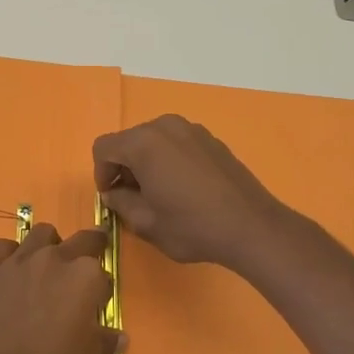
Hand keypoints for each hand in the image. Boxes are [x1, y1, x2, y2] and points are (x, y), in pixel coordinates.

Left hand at [0, 224, 122, 353]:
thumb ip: (103, 342)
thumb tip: (119, 337)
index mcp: (84, 278)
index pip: (102, 273)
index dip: (100, 290)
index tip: (95, 305)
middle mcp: (53, 259)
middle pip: (79, 240)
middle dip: (87, 249)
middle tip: (84, 266)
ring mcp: (17, 261)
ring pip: (40, 234)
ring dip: (49, 245)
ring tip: (45, 268)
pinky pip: (3, 247)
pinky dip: (11, 254)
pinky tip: (10, 273)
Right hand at [92, 115, 290, 270]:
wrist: (252, 227)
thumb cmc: (192, 226)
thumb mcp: (145, 223)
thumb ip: (120, 202)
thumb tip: (113, 193)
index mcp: (143, 143)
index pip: (104, 147)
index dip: (101, 173)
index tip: (112, 197)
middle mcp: (165, 126)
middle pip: (129, 141)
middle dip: (124, 167)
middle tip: (133, 198)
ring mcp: (192, 129)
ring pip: (153, 141)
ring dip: (147, 163)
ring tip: (159, 194)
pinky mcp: (211, 139)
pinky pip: (177, 144)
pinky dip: (169, 160)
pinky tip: (184, 188)